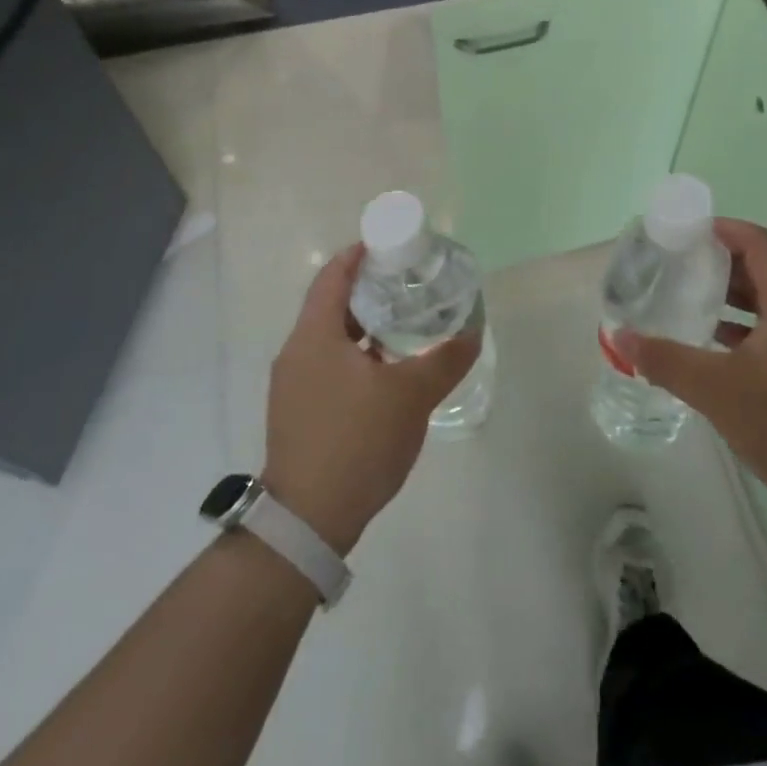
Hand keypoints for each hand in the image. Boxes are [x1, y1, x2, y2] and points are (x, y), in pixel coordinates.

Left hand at [261, 246, 480, 555]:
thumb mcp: (410, 396)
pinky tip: (387, 372)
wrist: (310, 519)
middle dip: (370, 291)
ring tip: (406, 325)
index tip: (391, 246)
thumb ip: (444, 360)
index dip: (359, 255)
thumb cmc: (357, 441)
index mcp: (314, 335)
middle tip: (410, 285)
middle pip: (331, 305)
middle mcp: (297, 352)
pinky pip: (329, 366)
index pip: (333, 275)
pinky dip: (357, 356)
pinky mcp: (299, 412)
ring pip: (331, 339)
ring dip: (365, 327)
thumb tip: (472, 333)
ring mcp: (293, 385)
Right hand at [618, 218, 766, 527]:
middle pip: (758, 269)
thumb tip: (620, 337)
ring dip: (723, 295)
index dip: (723, 229)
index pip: (759, 244)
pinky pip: (764, 331)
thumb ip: (668, 361)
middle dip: (715, 260)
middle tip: (670, 263)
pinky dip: (733, 328)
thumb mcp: (720, 391)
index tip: (682, 232)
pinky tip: (702, 344)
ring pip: (761, 303)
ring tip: (679, 296)